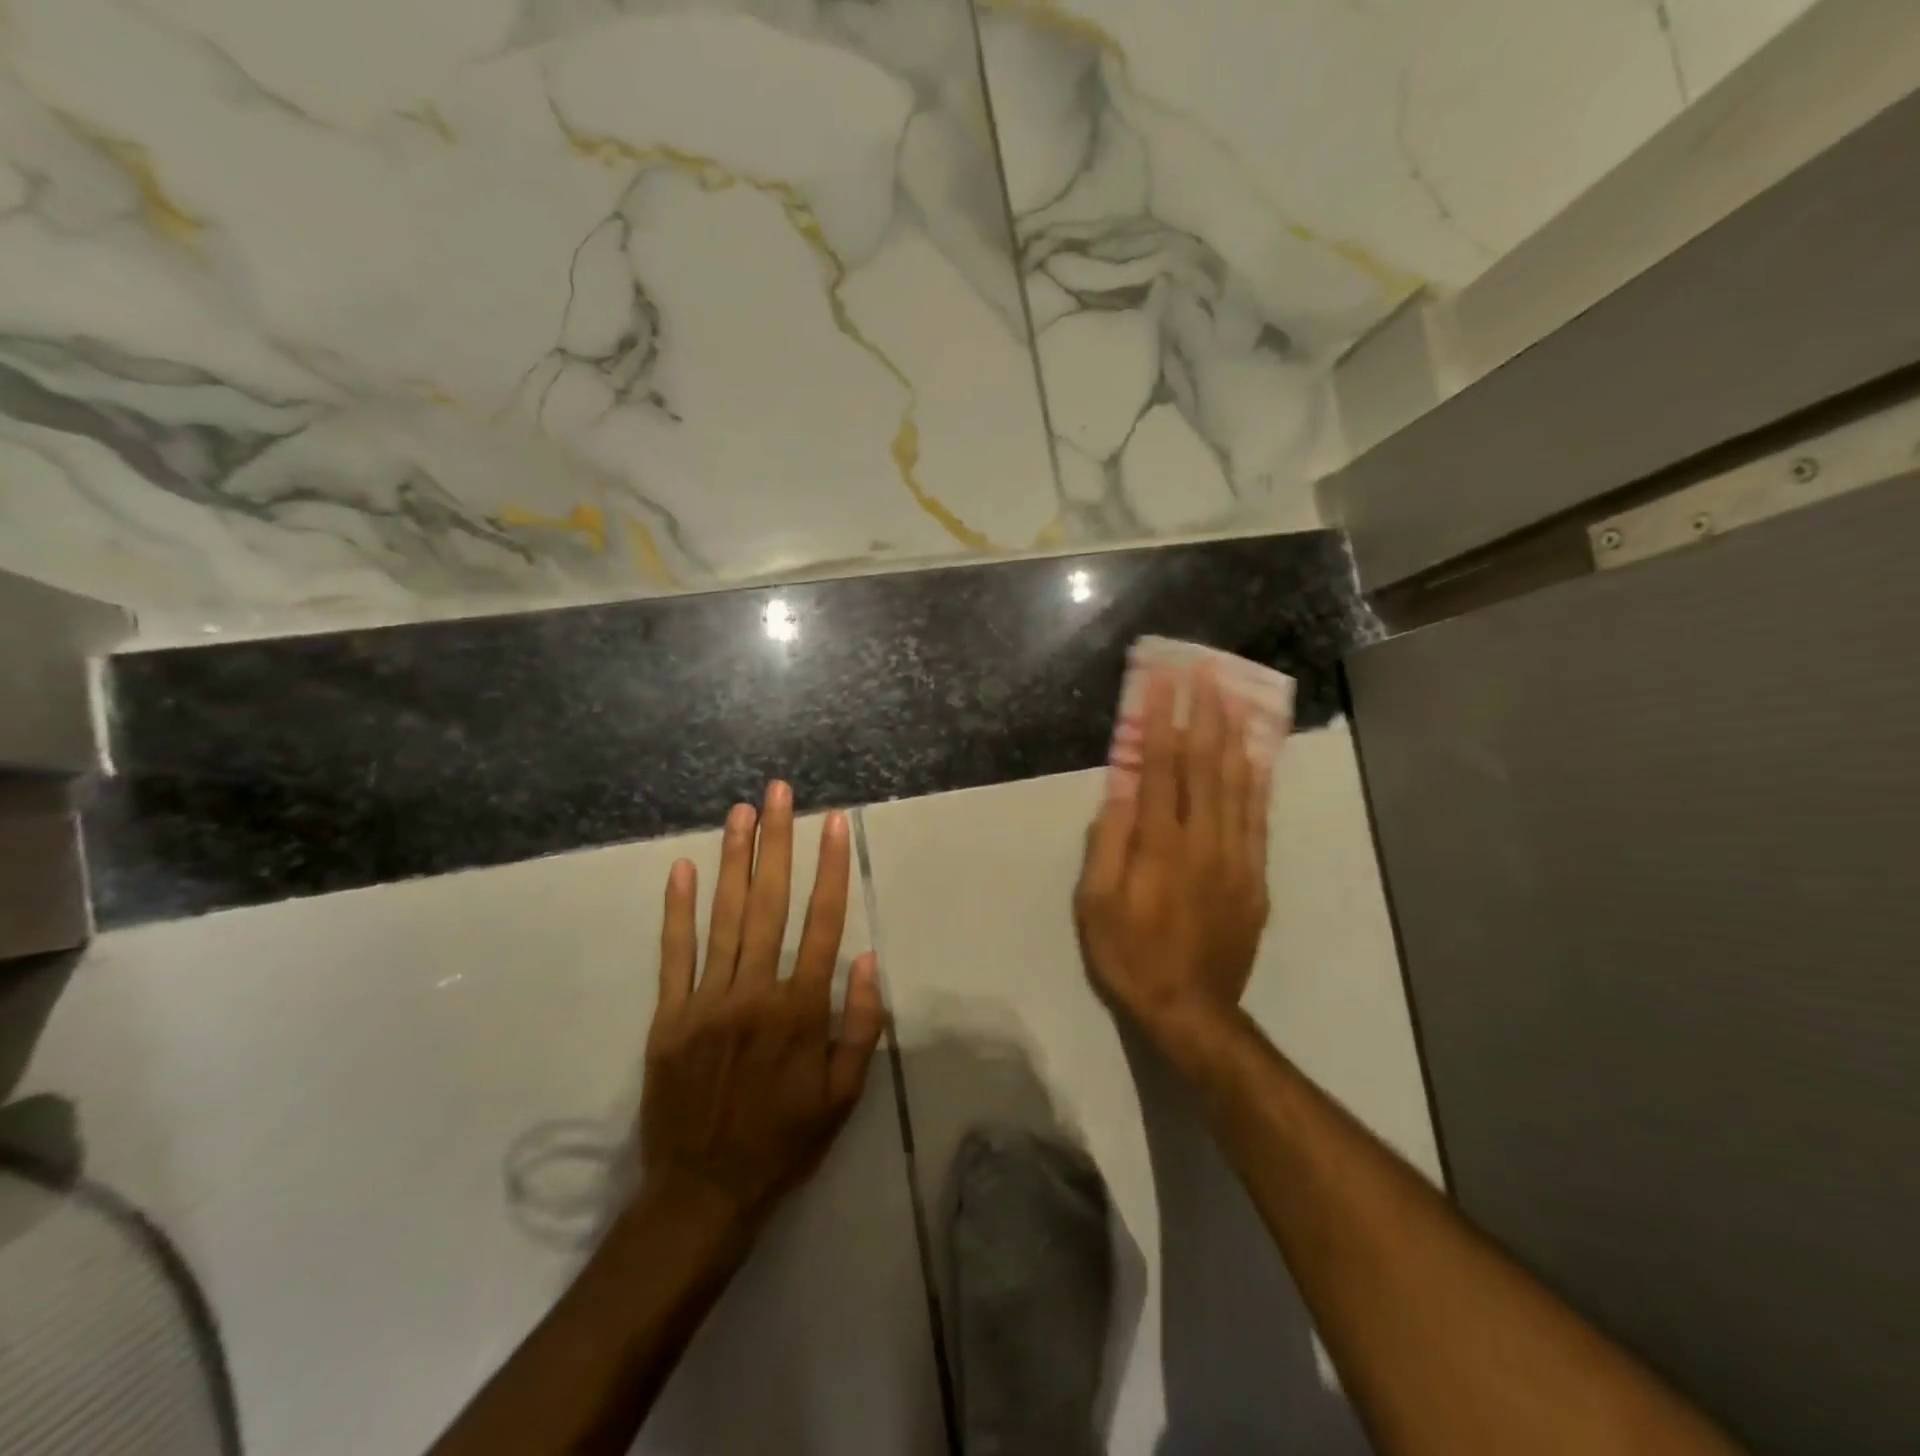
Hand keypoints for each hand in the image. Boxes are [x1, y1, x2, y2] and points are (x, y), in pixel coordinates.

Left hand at [638, 782, 885, 1232]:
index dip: (830, 867)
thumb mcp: (844, 1095)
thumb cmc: (785, 1142)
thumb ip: (860, 1025)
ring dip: (734, 860)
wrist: (703, 1194)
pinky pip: (674, 954)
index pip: (822, 922)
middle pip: (770, 903)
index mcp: (801, 1010)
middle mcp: (755, 992)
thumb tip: (866, 958)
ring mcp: (706, 1001)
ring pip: (724, 917)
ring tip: (740, 812)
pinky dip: (677, 910)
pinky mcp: (669, 1016)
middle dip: (777, 842)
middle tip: (778, 793)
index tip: (833, 823)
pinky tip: (682, 869)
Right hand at [1075, 666, 1271, 1064]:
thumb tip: (1118, 787)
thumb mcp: (1095, 903)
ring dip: (1233, 735)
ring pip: (1238, 783)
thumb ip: (1108, 842)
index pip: (1162, 766)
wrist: (1190, 1008)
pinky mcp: (1255, 875)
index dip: (1163, 719)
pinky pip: (1258, 816)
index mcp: (1160, 845)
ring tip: (1232, 696)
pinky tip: (1256, 754)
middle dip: (1205, 712)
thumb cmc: (1129, 954)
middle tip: (1205, 670)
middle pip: (1206, 764)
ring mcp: (1236, 857)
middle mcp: (1204, 841)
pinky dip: (1257, 779)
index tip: (1164, 680)